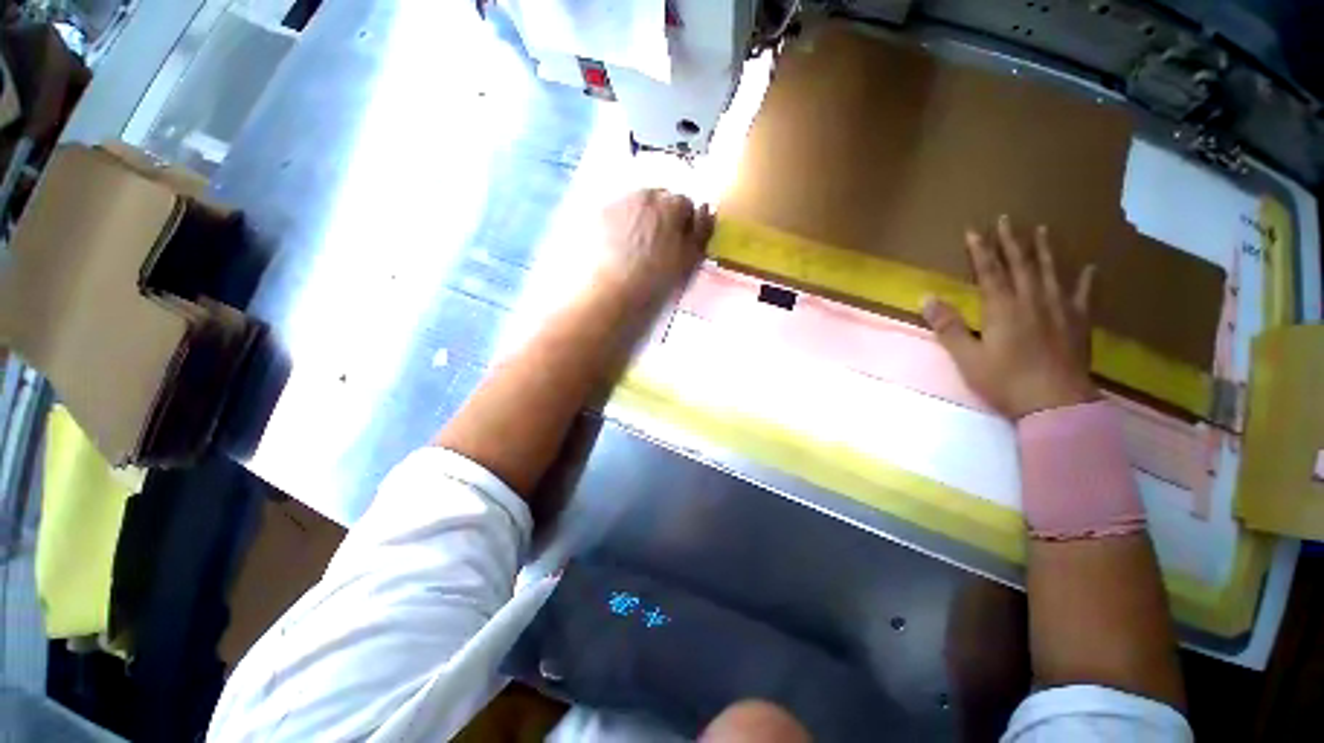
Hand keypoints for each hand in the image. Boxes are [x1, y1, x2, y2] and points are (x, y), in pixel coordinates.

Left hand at [595, 189, 713, 304]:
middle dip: (662, 219)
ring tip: (635, 251)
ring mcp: (618, 203)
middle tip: (657, 249)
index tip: (679, 247)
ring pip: (636, 207)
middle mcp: (644, 195)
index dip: (684, 227)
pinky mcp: (597, 216)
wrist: (611, 293)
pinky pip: (616, 216)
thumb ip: (701, 233)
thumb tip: (706, 211)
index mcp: (671, 204)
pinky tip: (617, 250)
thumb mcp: (688, 261)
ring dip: (640, 221)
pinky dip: (620, 227)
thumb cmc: (656, 280)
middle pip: (659, 201)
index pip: (685, 205)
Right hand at [922, 215, 1097, 418]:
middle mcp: (1033, 301)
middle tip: (1007, 219)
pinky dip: (1086, 280)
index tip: (974, 230)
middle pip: (1021, 265)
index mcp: (1003, 308)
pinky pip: (1084, 295)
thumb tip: (926, 298)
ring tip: (1042, 230)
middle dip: (1011, 241)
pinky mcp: (1079, 323)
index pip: (989, 271)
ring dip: (1044, 250)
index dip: (980, 250)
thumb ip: (948, 326)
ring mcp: (1060, 309)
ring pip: (1051, 272)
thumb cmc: (1005, 381)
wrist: (1055, 403)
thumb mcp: (967, 357)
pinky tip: (1089, 268)